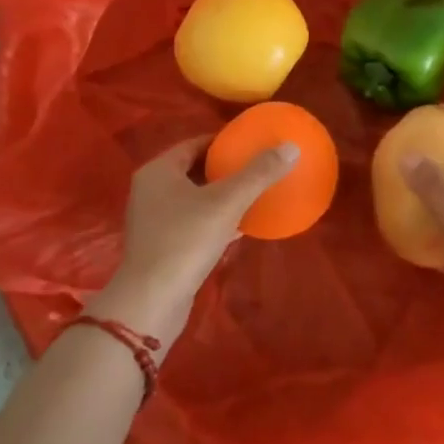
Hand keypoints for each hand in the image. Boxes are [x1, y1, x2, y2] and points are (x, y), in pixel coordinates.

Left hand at [88, 135, 298, 350]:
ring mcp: (154, 220)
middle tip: (258, 167)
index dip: (224, 142)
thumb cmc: (186, 241)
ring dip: (222, 196)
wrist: (152, 301)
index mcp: (159, 170)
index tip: (252, 143)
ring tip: (255, 194)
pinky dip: (215, 220)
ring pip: (194, 198)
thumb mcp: (227, 202)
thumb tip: (292, 146)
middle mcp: (151, 190)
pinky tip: (242, 226)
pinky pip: (193, 223)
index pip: (195, 144)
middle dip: (225, 169)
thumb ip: (259, 173)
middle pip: (194, 170)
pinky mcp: (161, 246)